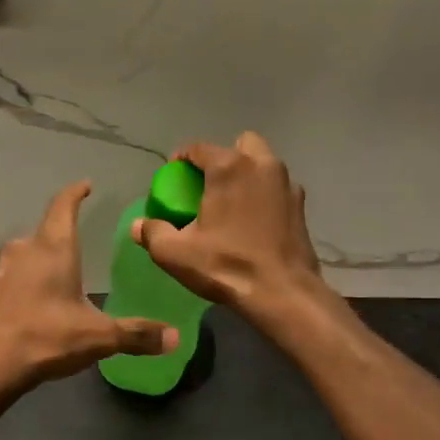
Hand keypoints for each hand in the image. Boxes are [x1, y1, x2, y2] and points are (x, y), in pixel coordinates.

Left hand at [0, 181, 176, 395]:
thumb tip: (175, 337)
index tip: (85, 185)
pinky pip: (17, 272)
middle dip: (64, 230)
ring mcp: (3, 269)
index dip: (75, 193)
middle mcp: (26, 249)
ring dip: (46, 255)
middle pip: (47, 229)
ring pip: (29, 251)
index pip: (63, 206)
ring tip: (64, 269)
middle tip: (83, 236)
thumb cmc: (46, 338)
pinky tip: (40, 297)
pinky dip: (31, 276)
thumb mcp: (98, 337)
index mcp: (53, 248)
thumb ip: (136, 334)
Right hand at [132, 133, 323, 318]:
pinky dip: (263, 196)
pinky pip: (276, 188)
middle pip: (239, 145)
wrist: (283, 294)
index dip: (181, 160)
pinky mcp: (301, 206)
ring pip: (262, 164)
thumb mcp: (175, 253)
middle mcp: (261, 165)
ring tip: (231, 204)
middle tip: (208, 186)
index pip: (198, 148)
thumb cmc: (226, 265)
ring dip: (246, 175)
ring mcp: (286, 184)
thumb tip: (138, 225)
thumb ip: (152, 233)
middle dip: (222, 158)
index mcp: (229, 167)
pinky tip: (253, 222)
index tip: (173, 180)